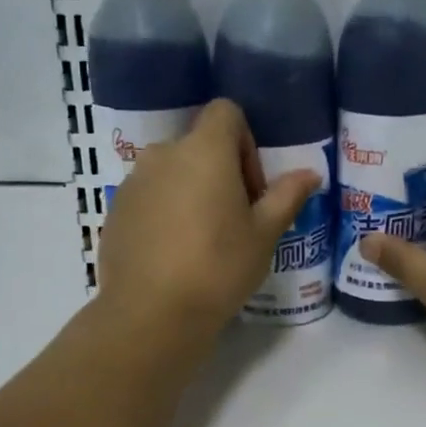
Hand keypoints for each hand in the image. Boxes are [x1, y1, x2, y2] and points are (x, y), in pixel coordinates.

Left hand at [97, 99, 319, 345]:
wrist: (151, 314)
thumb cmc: (218, 268)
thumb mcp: (264, 235)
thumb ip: (287, 196)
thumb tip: (311, 173)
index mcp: (203, 150)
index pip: (225, 112)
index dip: (245, 142)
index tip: (252, 188)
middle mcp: (163, 154)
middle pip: (198, 146)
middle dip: (220, 173)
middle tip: (234, 221)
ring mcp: (133, 182)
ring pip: (171, 173)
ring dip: (191, 193)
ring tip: (202, 242)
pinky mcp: (114, 211)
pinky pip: (148, 198)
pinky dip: (164, 213)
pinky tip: (174, 255)